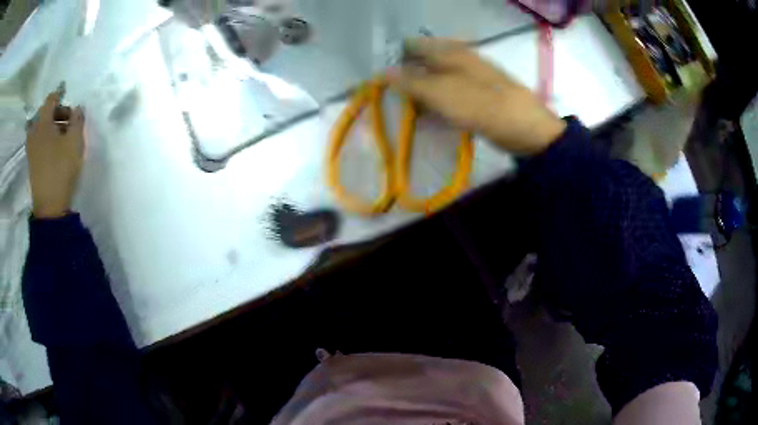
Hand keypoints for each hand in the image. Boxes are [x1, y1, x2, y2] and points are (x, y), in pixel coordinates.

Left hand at [26, 86, 85, 218]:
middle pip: (44, 112)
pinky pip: (37, 139)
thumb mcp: (75, 141)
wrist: (49, 206)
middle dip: (57, 111)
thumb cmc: (61, 169)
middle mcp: (34, 130)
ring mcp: (31, 147)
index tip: (69, 96)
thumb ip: (78, 119)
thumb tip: (77, 108)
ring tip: (61, 133)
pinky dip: (45, 136)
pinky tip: (53, 144)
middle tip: (68, 119)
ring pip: (40, 127)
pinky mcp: (31, 160)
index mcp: (43, 122)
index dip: (60, 94)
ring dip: (51, 125)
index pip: (51, 98)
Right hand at [387, 38, 565, 154]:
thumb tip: (384, 71)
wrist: (527, 129)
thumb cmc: (483, 106)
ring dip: (422, 89)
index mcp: (452, 53)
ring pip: (439, 77)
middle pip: (428, 60)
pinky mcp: (480, 97)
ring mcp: (473, 78)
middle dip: (408, 73)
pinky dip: (438, 101)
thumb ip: (413, 81)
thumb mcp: (443, 92)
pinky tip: (431, 112)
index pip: (417, 45)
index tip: (380, 72)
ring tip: (407, 104)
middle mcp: (462, 60)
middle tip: (390, 91)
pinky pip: (452, 94)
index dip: (398, 55)